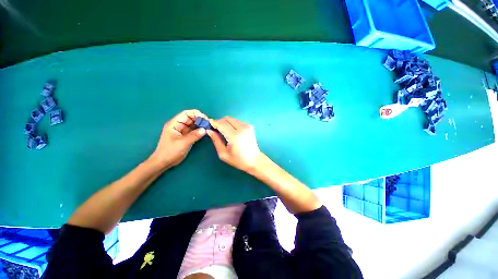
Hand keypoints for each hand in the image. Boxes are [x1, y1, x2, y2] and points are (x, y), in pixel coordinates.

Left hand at [150, 109, 206, 168]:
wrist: (164, 162)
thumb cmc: (171, 151)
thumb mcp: (183, 143)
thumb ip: (194, 135)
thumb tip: (204, 130)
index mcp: (174, 124)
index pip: (186, 113)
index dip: (196, 113)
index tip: (205, 118)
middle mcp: (178, 125)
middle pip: (190, 118)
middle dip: (199, 119)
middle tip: (208, 123)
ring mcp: (182, 130)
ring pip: (193, 124)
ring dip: (200, 124)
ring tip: (208, 126)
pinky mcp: (185, 136)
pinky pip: (194, 130)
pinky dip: (199, 129)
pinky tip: (205, 131)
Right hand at [207, 116, 262, 172]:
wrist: (255, 160)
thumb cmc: (238, 160)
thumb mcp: (223, 154)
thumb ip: (216, 140)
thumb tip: (209, 130)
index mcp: (235, 136)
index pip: (222, 124)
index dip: (213, 123)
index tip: (208, 124)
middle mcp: (242, 128)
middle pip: (227, 118)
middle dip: (219, 122)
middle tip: (215, 129)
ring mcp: (247, 126)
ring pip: (232, 119)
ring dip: (225, 122)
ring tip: (223, 131)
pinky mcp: (250, 126)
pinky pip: (237, 121)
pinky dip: (231, 124)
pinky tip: (231, 131)